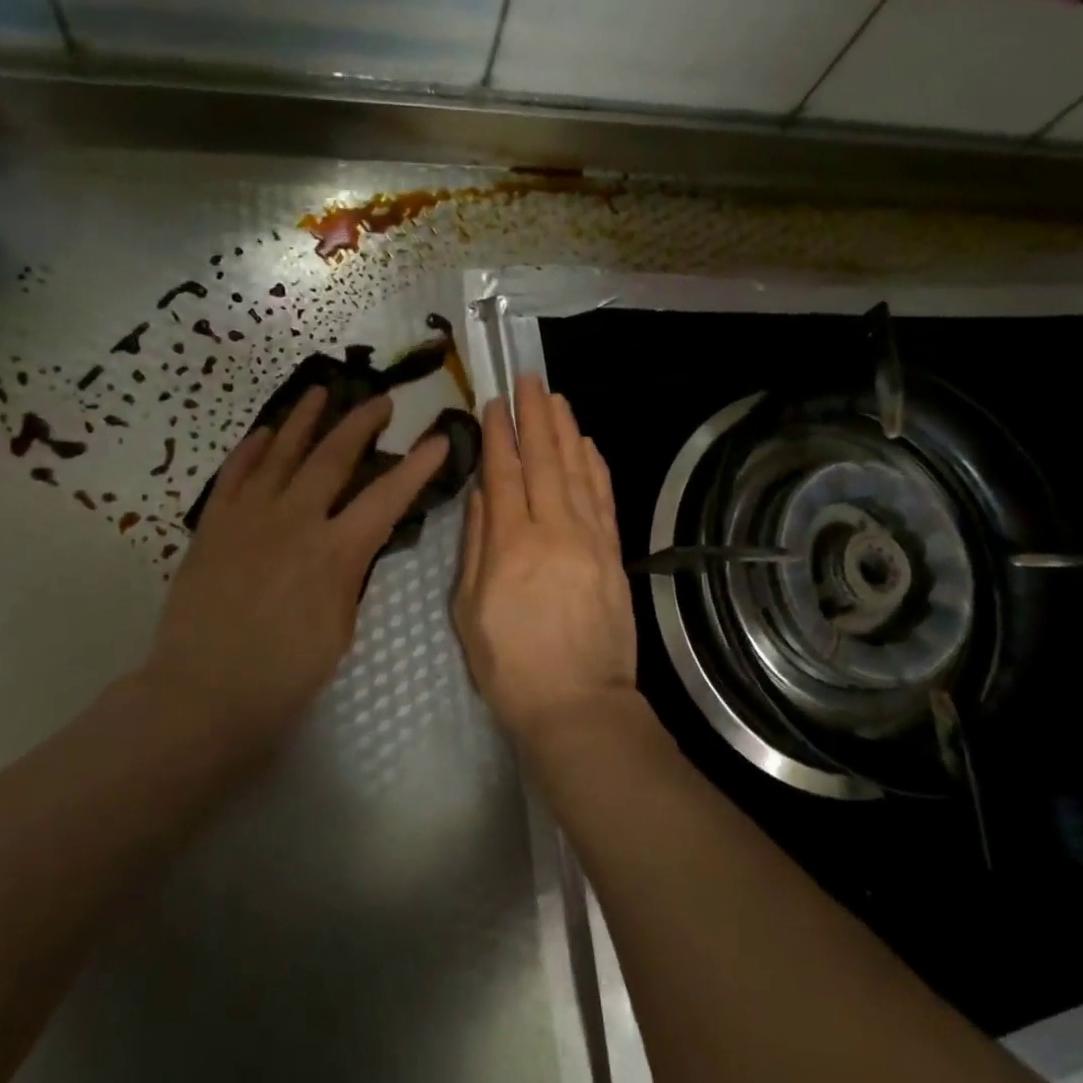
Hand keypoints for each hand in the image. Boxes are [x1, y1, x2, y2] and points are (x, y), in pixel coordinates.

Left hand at [139, 388, 447, 769]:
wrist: (202, 693)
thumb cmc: (285, 675)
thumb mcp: (340, 627)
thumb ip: (350, 574)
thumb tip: (354, 541)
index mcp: (335, 553)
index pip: (388, 497)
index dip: (418, 466)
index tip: (439, 438)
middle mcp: (294, 522)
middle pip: (333, 457)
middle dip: (361, 423)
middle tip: (381, 400)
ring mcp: (249, 518)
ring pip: (281, 453)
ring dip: (306, 419)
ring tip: (322, 391)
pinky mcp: (214, 525)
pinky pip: (234, 474)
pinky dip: (252, 448)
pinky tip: (266, 431)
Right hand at [453, 377, 636, 746]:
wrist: (579, 702)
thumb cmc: (511, 666)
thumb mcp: (469, 611)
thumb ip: (475, 546)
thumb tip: (482, 495)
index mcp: (510, 544)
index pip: (505, 473)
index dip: (500, 434)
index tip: (495, 403)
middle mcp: (553, 529)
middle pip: (545, 460)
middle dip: (536, 415)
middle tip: (530, 380)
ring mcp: (590, 538)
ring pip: (578, 470)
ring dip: (567, 430)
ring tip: (558, 398)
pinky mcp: (613, 552)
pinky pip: (604, 498)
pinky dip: (596, 466)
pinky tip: (588, 444)